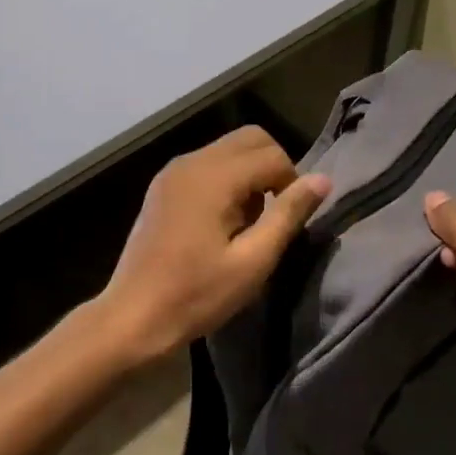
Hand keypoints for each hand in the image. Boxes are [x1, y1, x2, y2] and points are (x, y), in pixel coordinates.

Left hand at [99, 127, 329, 362]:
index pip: (273, 155)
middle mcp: (192, 161)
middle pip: (251, 138)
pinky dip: (226, 178)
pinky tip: (221, 221)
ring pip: (229, 148)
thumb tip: (322, 180)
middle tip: (272, 215)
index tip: (286, 222)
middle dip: (273, 168)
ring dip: (250, 173)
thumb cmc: (197, 295)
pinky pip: (208, 163)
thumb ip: (288, 215)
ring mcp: (173, 170)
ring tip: (246, 222)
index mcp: (214, 177)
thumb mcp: (253, 261)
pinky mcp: (163, 184)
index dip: (292, 184)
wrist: (133, 316)